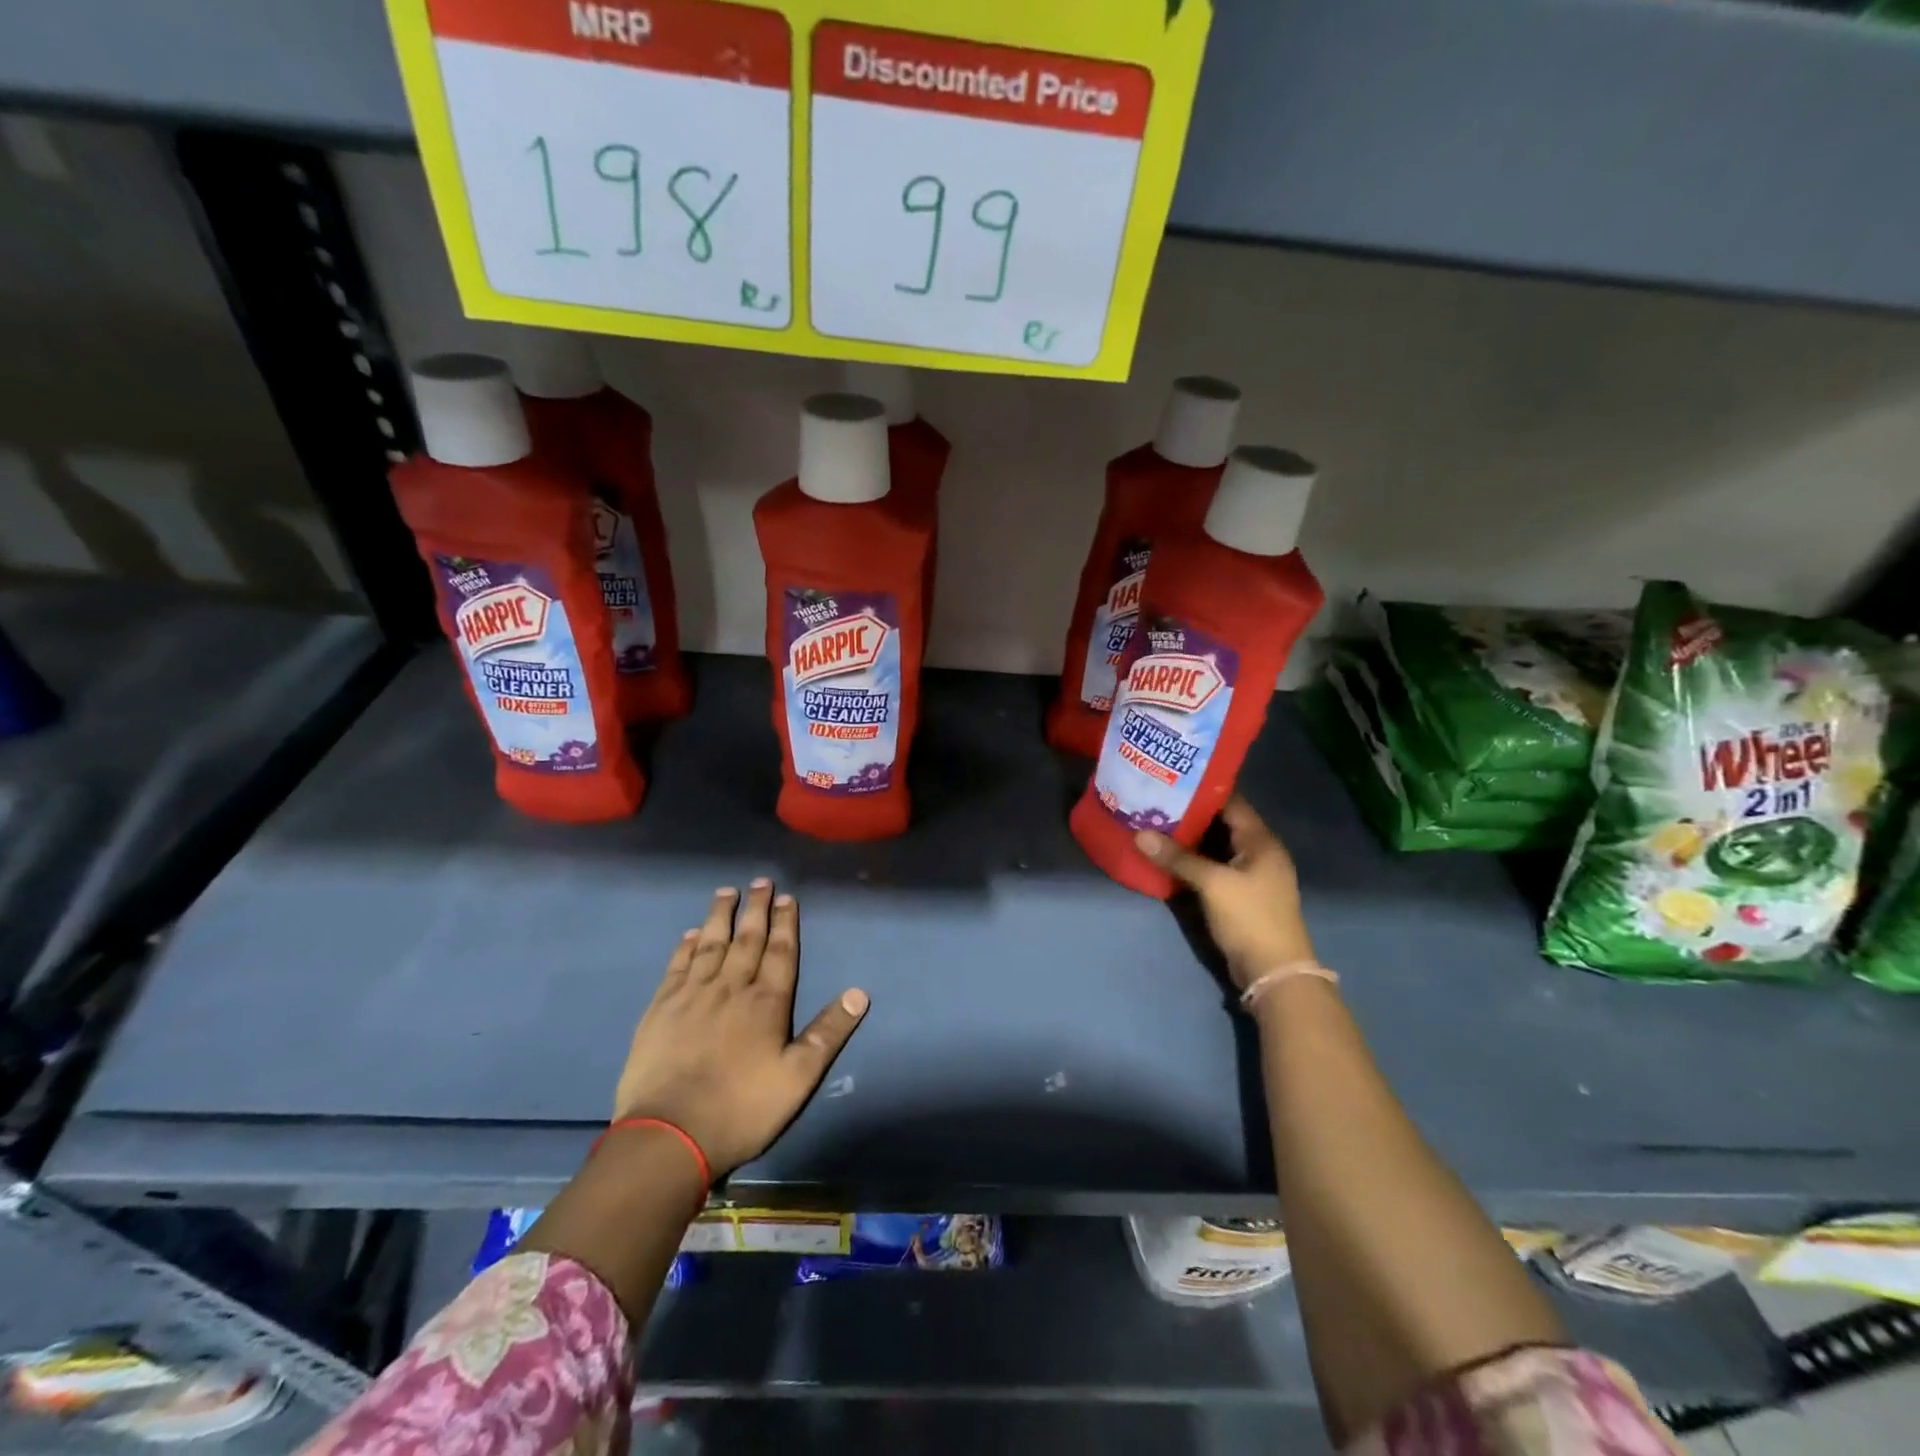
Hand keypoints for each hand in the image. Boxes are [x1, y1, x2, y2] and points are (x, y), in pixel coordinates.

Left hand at [612, 881, 867, 1177]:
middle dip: (756, 909)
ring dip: (720, 917)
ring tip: (726, 892)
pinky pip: (677, 967)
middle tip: (760, 881)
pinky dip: (685, 947)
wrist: (669, 1135)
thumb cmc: (741, 1109)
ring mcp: (692, 996)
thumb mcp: (798, 1078)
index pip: (780, 952)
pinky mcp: (661, 1010)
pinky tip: (690, 934)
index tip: (787, 897)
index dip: (785, 923)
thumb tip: (860, 993)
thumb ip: (828, 1033)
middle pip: (746, 939)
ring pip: (710, 945)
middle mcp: (730, 988)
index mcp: (766, 1003)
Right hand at [1135, 796, 1314, 989]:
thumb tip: (1140, 834)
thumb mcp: (1212, 884)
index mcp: (1261, 841)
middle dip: (1190, 813)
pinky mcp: (1241, 894)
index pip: (1231, 802)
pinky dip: (1194, 860)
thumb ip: (1177, 858)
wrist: (1274, 971)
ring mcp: (1251, 874)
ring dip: (1190, 838)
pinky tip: (1168, 856)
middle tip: (1155, 800)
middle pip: (1222, 823)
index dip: (1202, 789)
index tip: (1171, 779)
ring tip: (1155, 822)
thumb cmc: (1250, 918)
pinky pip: (1214, 866)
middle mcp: (1259, 852)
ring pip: (1216, 846)